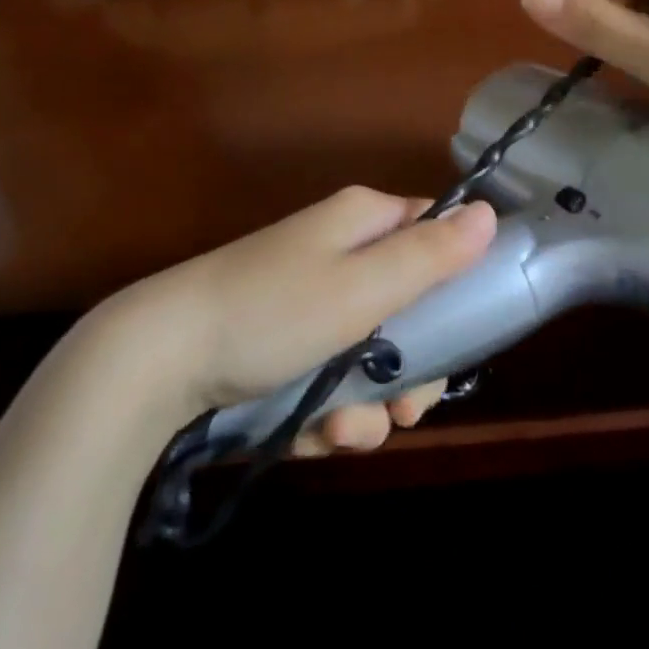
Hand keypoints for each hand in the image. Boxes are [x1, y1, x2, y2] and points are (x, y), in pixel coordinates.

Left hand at [112, 188, 496, 452]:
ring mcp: (308, 303)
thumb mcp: (362, 287)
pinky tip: (310, 435)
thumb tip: (490, 213)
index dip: (456, 284)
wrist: (157, 362)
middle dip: (410, 370)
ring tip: (341, 430)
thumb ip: (430, 255)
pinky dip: (325, 412)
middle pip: (409, 309)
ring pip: (371, 356)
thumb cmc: (271, 313)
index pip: (434, 235)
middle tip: (405, 410)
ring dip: (366, 404)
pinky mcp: (283, 347)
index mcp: (361, 222)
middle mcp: (339, 255)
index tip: (462, 338)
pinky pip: (328, 379)